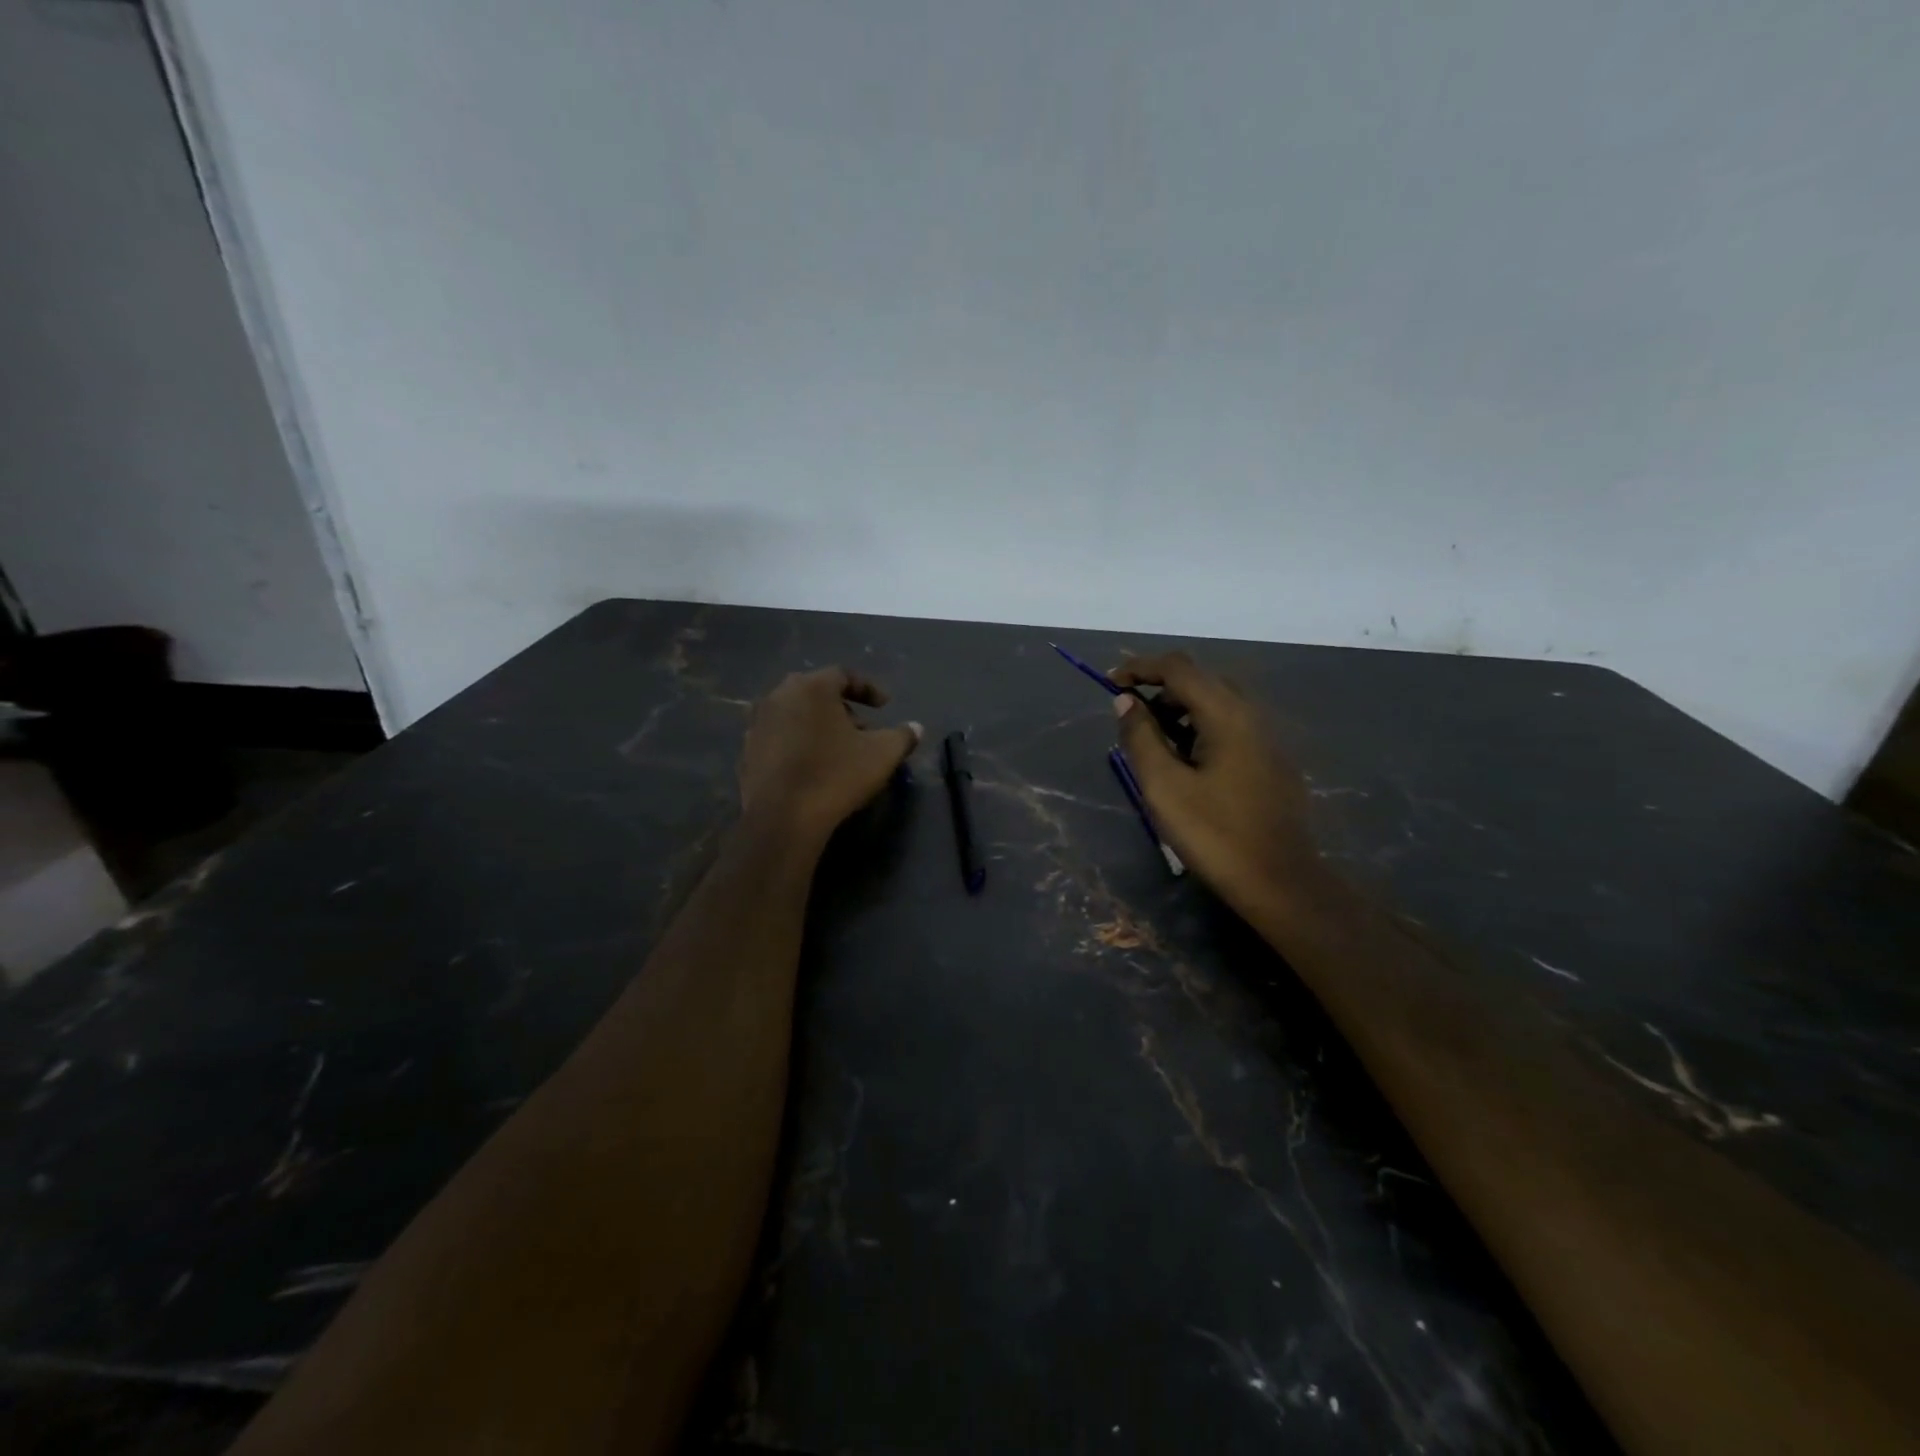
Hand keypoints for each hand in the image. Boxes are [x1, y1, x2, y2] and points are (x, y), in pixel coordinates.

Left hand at [738, 668, 920, 844]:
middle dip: (842, 707)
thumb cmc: (836, 775)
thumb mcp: (882, 754)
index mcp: (811, 687)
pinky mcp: (747, 751)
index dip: (868, 688)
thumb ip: (902, 736)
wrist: (782, 818)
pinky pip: (779, 737)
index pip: (843, 674)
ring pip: (795, 713)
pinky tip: (812, 765)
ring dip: (817, 724)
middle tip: (862, 728)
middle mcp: (779, 696)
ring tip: (838, 748)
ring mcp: (758, 723)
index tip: (885, 705)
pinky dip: (797, 742)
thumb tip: (915, 728)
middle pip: (816, 692)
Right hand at [1111, 653, 1319, 915]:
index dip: (1140, 667)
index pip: (1178, 668)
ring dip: (1181, 710)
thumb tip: (1126, 702)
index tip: (1110, 683)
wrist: (1280, 882)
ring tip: (1156, 745)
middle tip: (1132, 718)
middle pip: (1200, 679)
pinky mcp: (1272, 760)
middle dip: (1160, 688)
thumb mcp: (1163, 786)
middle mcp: (1251, 714)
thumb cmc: (1214, 834)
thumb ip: (1140, 737)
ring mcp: (1267, 737)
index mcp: (1226, 714)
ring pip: (1218, 703)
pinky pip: (1232, 725)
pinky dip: (1202, 727)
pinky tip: (1189, 764)